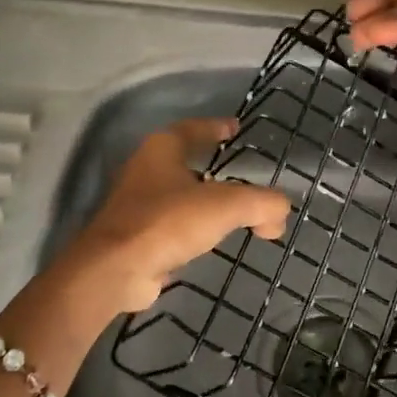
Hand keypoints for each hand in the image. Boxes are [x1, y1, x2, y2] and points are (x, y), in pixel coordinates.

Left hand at [63, 119, 289, 313]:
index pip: (194, 128)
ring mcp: (136, 203)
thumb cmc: (168, 222)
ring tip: (231, 210)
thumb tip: (280, 213)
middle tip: (240, 173)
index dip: (216, 127)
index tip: (236, 128)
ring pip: (178, 193)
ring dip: (202, 199)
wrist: (116, 270)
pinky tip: (209, 239)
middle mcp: (145, 169)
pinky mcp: (134, 235)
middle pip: (185, 160)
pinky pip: (171, 223)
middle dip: (212, 165)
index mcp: (162, 149)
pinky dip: (192, 227)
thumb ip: (261, 204)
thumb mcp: (226, 206)